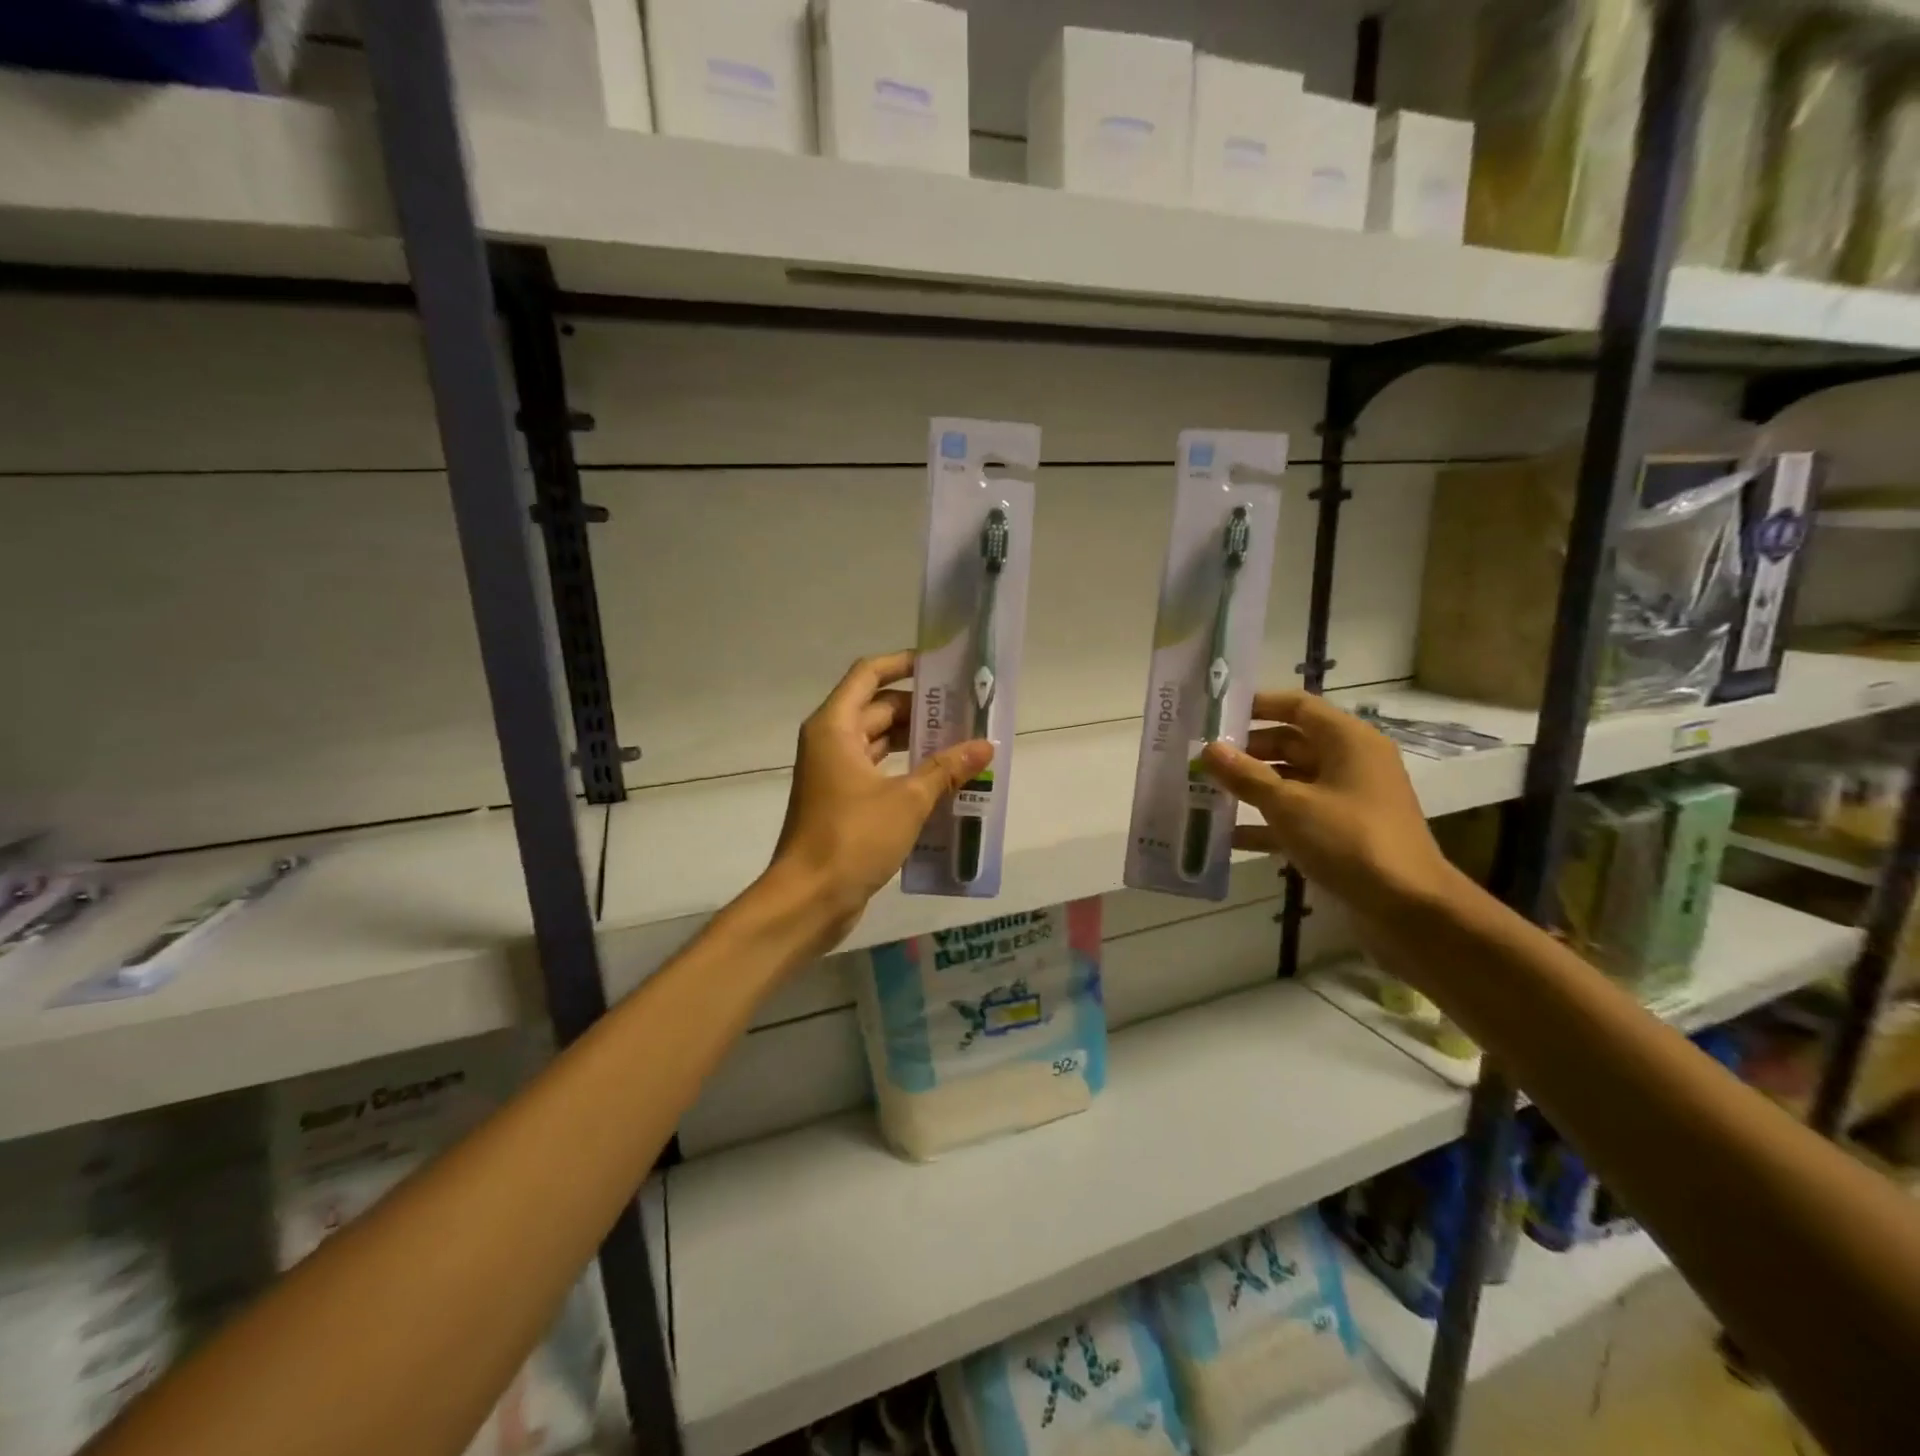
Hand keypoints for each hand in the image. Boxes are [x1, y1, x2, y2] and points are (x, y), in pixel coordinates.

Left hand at [766, 652, 992, 949]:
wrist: (808, 899)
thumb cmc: (852, 838)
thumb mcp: (908, 800)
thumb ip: (947, 769)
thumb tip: (985, 746)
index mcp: (836, 727)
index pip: (869, 675)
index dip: (903, 664)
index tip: (941, 667)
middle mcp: (831, 742)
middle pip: (879, 709)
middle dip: (921, 710)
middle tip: (967, 712)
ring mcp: (835, 774)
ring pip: (880, 744)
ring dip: (917, 744)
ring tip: (963, 745)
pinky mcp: (843, 802)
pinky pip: (879, 773)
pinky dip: (907, 773)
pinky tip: (943, 783)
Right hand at [1199, 691, 1458, 919]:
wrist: (1408, 907)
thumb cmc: (1349, 840)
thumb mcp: (1289, 805)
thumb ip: (1246, 776)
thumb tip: (1208, 749)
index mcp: (1347, 740)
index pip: (1297, 706)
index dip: (1257, 705)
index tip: (1216, 714)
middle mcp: (1350, 762)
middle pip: (1291, 743)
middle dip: (1246, 751)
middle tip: (1201, 757)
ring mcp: (1348, 799)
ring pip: (1291, 781)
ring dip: (1252, 787)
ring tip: (1205, 791)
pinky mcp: (1343, 832)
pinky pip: (1298, 816)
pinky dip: (1267, 822)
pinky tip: (1227, 835)